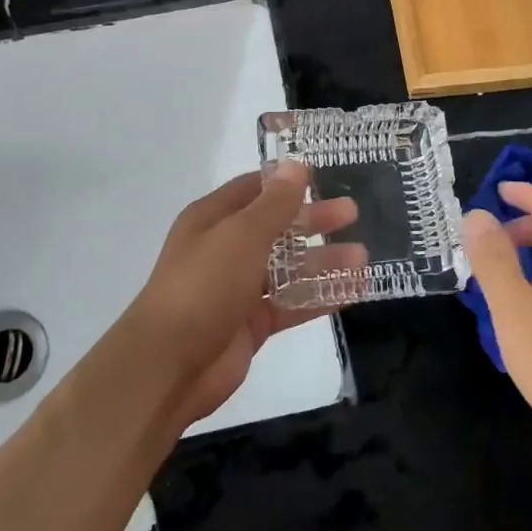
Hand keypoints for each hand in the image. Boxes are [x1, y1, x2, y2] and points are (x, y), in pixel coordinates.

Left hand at [127, 163, 357, 428]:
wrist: (169, 365)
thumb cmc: (204, 285)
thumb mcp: (242, 235)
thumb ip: (274, 203)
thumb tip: (295, 165)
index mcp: (213, 219)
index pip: (253, 189)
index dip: (286, 182)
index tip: (323, 177)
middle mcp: (225, 249)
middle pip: (276, 227)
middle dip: (313, 220)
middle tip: (353, 213)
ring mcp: (238, 288)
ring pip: (288, 268)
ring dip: (323, 261)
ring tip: (362, 257)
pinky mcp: (252, 323)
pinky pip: (292, 304)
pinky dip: (320, 297)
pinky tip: (353, 291)